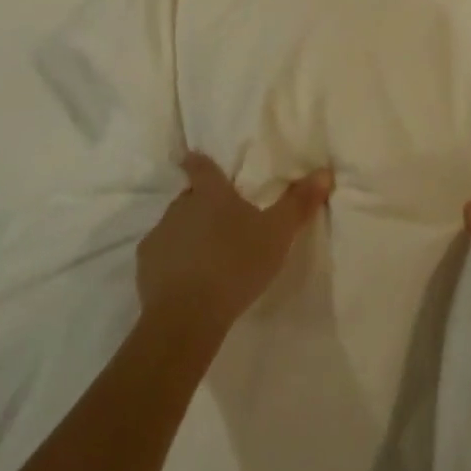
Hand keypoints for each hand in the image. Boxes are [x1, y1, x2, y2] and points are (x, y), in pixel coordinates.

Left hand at [137, 153, 333, 345]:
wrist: (188, 314)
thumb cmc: (237, 264)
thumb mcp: (277, 234)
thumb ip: (299, 203)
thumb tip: (324, 171)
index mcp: (211, 194)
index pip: (202, 167)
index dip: (197, 161)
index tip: (190, 156)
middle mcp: (181, 206)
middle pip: (190, 197)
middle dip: (201, 205)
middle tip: (220, 221)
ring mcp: (160, 233)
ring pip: (175, 225)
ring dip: (188, 233)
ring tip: (206, 255)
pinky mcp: (146, 263)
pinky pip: (161, 254)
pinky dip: (172, 260)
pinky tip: (186, 279)